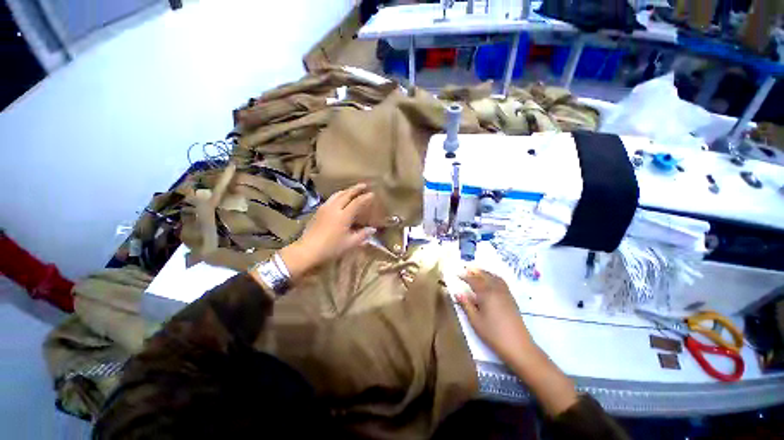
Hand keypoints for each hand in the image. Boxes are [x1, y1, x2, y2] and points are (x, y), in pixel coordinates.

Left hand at [279, 183, 375, 278]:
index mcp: (343, 216)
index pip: (356, 202)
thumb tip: (372, 229)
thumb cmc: (331, 248)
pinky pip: (331, 198)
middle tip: (364, 185)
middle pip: (346, 194)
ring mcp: (325, 208)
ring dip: (346, 190)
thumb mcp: (350, 243)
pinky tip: (340, 198)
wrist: (307, 250)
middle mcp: (334, 208)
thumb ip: (362, 235)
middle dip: (356, 189)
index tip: (372, 194)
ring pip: (337, 194)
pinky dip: (339, 195)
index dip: (365, 197)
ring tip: (352, 190)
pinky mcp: (318, 211)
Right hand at [457, 269, 578, 416]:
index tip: (456, 274)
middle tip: (466, 267)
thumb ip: (466, 305)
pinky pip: (501, 282)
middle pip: (484, 275)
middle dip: (475, 270)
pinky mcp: (511, 299)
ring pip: (494, 277)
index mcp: (486, 294)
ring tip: (478, 271)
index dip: (464, 276)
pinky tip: (492, 281)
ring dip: (485, 272)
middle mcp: (496, 290)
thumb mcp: (475, 321)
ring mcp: (506, 293)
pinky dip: (494, 277)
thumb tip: (457, 293)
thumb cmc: (493, 334)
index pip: (473, 280)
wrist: (519, 346)